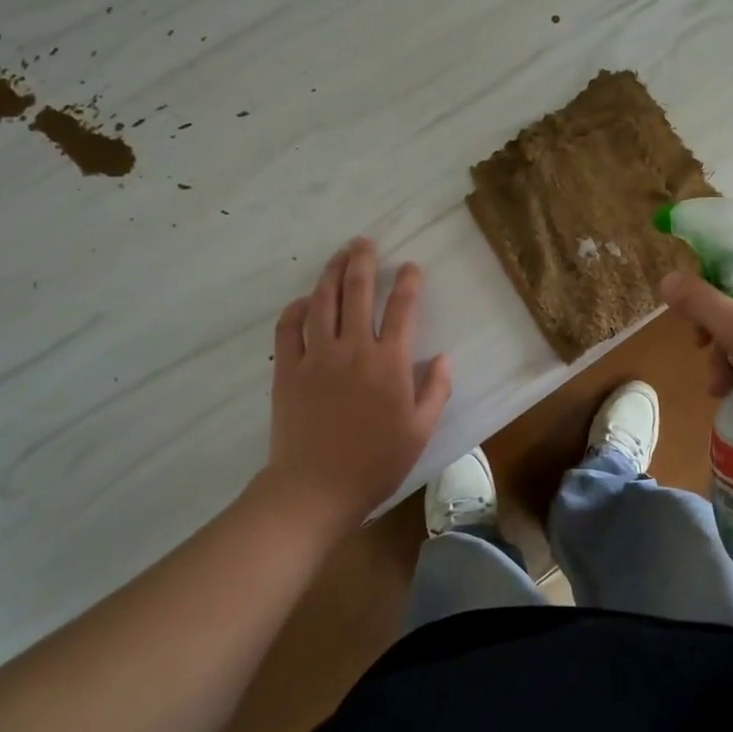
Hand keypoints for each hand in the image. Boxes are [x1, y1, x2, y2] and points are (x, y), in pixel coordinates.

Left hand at [264, 238, 452, 527]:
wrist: (316, 488)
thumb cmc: (375, 462)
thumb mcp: (420, 430)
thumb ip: (436, 390)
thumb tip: (444, 357)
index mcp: (390, 363)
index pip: (403, 309)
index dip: (409, 282)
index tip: (411, 266)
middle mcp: (353, 348)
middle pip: (358, 291)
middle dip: (364, 261)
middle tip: (366, 243)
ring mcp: (316, 356)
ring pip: (323, 301)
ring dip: (332, 272)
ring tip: (339, 254)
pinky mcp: (288, 369)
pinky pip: (288, 328)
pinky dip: (296, 309)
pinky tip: (305, 300)